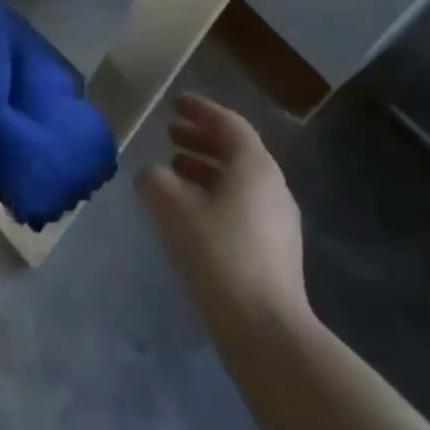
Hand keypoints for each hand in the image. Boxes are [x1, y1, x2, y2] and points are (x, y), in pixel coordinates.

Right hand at [137, 93, 309, 325]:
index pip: (229, 124)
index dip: (201, 110)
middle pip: (236, 149)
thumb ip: (155, 181)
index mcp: (255, 167)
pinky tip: (191, 210)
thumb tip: (151, 174)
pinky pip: (241, 204)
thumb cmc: (217, 254)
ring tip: (174, 168)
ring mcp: (278, 220)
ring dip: (206, 166)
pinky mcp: (274, 249)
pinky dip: (214, 193)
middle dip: (202, 137)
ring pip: (239, 179)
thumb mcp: (173, 209)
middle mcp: (273, 186)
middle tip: (170, 133)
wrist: (264, 326)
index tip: (176, 103)